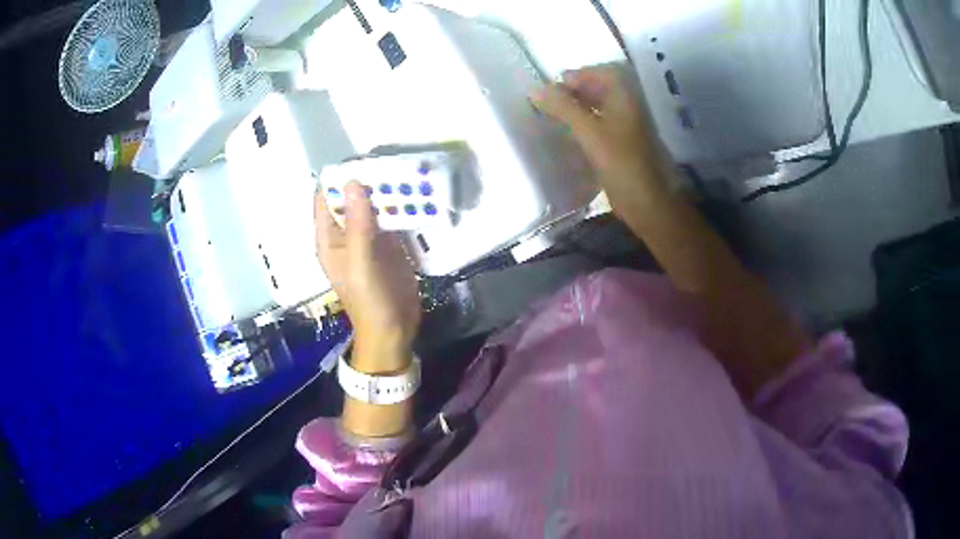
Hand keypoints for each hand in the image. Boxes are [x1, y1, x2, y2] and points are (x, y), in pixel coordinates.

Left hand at [315, 182, 420, 371]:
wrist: (393, 330)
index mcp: (330, 238)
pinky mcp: (390, 245)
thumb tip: (352, 181)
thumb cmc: (369, 299)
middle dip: (369, 181)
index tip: (362, 161)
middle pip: (353, 198)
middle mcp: (346, 234)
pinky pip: (393, 219)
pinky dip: (402, 208)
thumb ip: (358, 223)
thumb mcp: (361, 261)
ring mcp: (369, 239)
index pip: (325, 198)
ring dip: (388, 193)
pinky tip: (417, 196)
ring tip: (408, 174)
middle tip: (393, 163)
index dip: (338, 179)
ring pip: (375, 206)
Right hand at [530, 66, 671, 205]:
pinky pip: (603, 124)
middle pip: (602, 87)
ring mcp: (628, 126)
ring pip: (601, 106)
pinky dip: (586, 123)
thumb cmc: (621, 163)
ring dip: (580, 106)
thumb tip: (535, 90)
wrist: (647, 203)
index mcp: (625, 97)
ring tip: (556, 116)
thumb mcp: (589, 132)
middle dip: (576, 90)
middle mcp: (629, 107)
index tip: (556, 86)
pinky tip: (571, 134)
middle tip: (552, 101)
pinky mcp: (624, 145)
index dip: (579, 74)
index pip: (602, 72)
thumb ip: (563, 108)